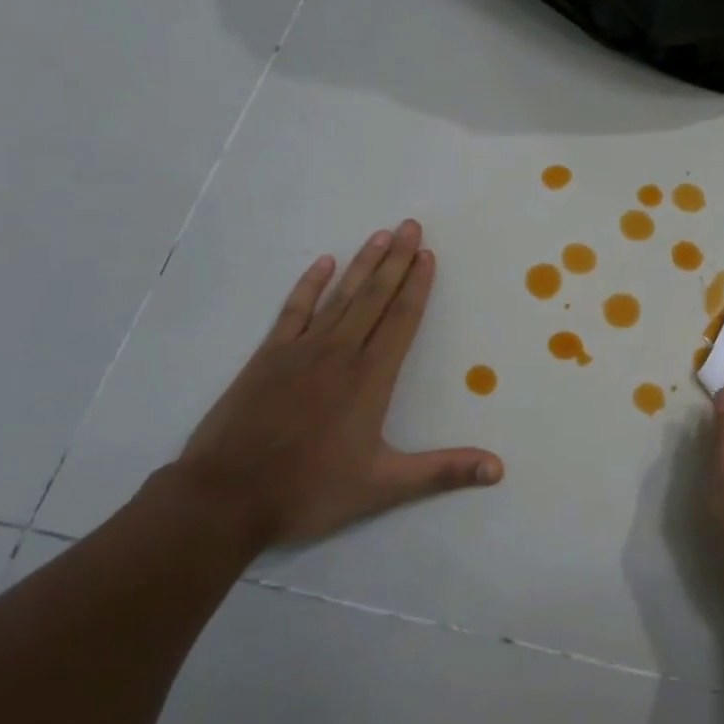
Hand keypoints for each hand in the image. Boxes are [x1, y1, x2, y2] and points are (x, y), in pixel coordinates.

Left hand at [172, 219, 502, 552]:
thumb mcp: (383, 486)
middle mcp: (340, 353)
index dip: (417, 286)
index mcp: (370, 378)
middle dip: (396, 260)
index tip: (428, 255)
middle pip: (374, 297)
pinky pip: (294, 310)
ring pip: (340, 296)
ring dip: (362, 264)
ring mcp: (301, 350)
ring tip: (381, 235)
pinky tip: (322, 263)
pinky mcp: (267, 356)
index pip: (402, 320)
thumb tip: (498, 469)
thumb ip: (443, 471)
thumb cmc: (309, 491)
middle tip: (411, 226)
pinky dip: (309, 285)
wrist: (225, 497)